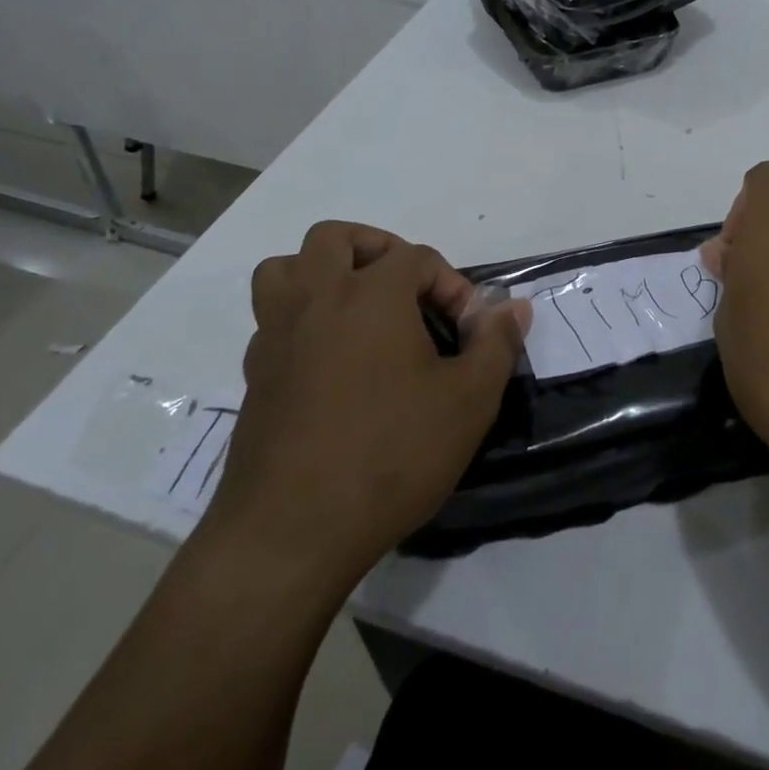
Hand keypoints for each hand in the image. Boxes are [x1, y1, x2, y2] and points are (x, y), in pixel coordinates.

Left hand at [203, 222, 528, 587]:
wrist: (292, 531)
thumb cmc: (391, 455)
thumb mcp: (468, 401)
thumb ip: (496, 344)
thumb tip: (514, 307)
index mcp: (371, 295)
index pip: (416, 257)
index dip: (450, 284)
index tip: (467, 332)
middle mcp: (316, 299)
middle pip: (334, 237)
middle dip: (376, 250)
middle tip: (405, 290)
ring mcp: (276, 335)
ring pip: (284, 269)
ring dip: (321, 272)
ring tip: (356, 308)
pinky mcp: (253, 375)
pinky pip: (272, 320)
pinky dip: (300, 320)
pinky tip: (329, 362)